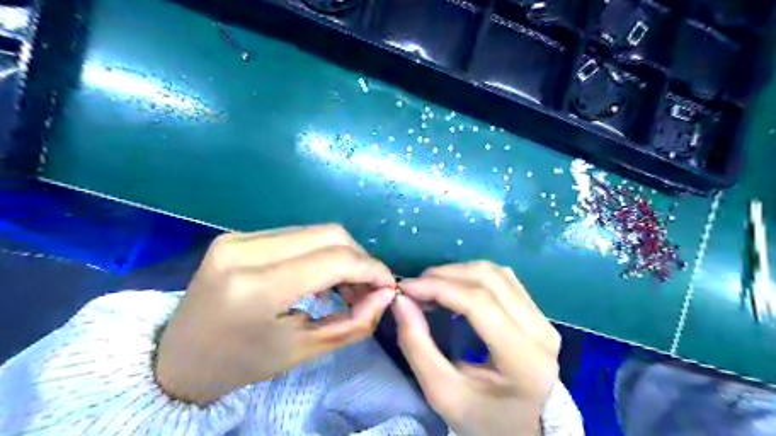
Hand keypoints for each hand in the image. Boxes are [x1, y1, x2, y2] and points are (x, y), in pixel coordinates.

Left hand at [154, 225, 396, 404]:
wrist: (179, 358)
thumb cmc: (242, 363)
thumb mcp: (303, 350)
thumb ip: (353, 322)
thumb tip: (385, 295)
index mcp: (256, 288)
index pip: (334, 259)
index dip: (370, 268)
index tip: (388, 285)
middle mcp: (245, 250)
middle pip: (329, 234)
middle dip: (359, 259)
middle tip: (367, 288)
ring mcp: (238, 237)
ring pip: (315, 231)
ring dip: (341, 254)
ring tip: (346, 285)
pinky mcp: (238, 235)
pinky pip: (296, 235)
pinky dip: (319, 252)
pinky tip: (320, 276)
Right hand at [394, 262, 558, 435]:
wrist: (525, 432)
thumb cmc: (484, 420)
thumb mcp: (443, 393)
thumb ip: (418, 346)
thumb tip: (401, 301)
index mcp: (524, 359)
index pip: (479, 303)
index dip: (438, 287)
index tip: (405, 288)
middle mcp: (541, 332)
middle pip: (489, 279)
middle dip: (445, 275)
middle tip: (415, 288)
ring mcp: (544, 320)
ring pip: (497, 273)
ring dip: (459, 272)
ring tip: (431, 287)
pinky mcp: (539, 315)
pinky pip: (504, 280)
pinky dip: (473, 276)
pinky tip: (455, 288)